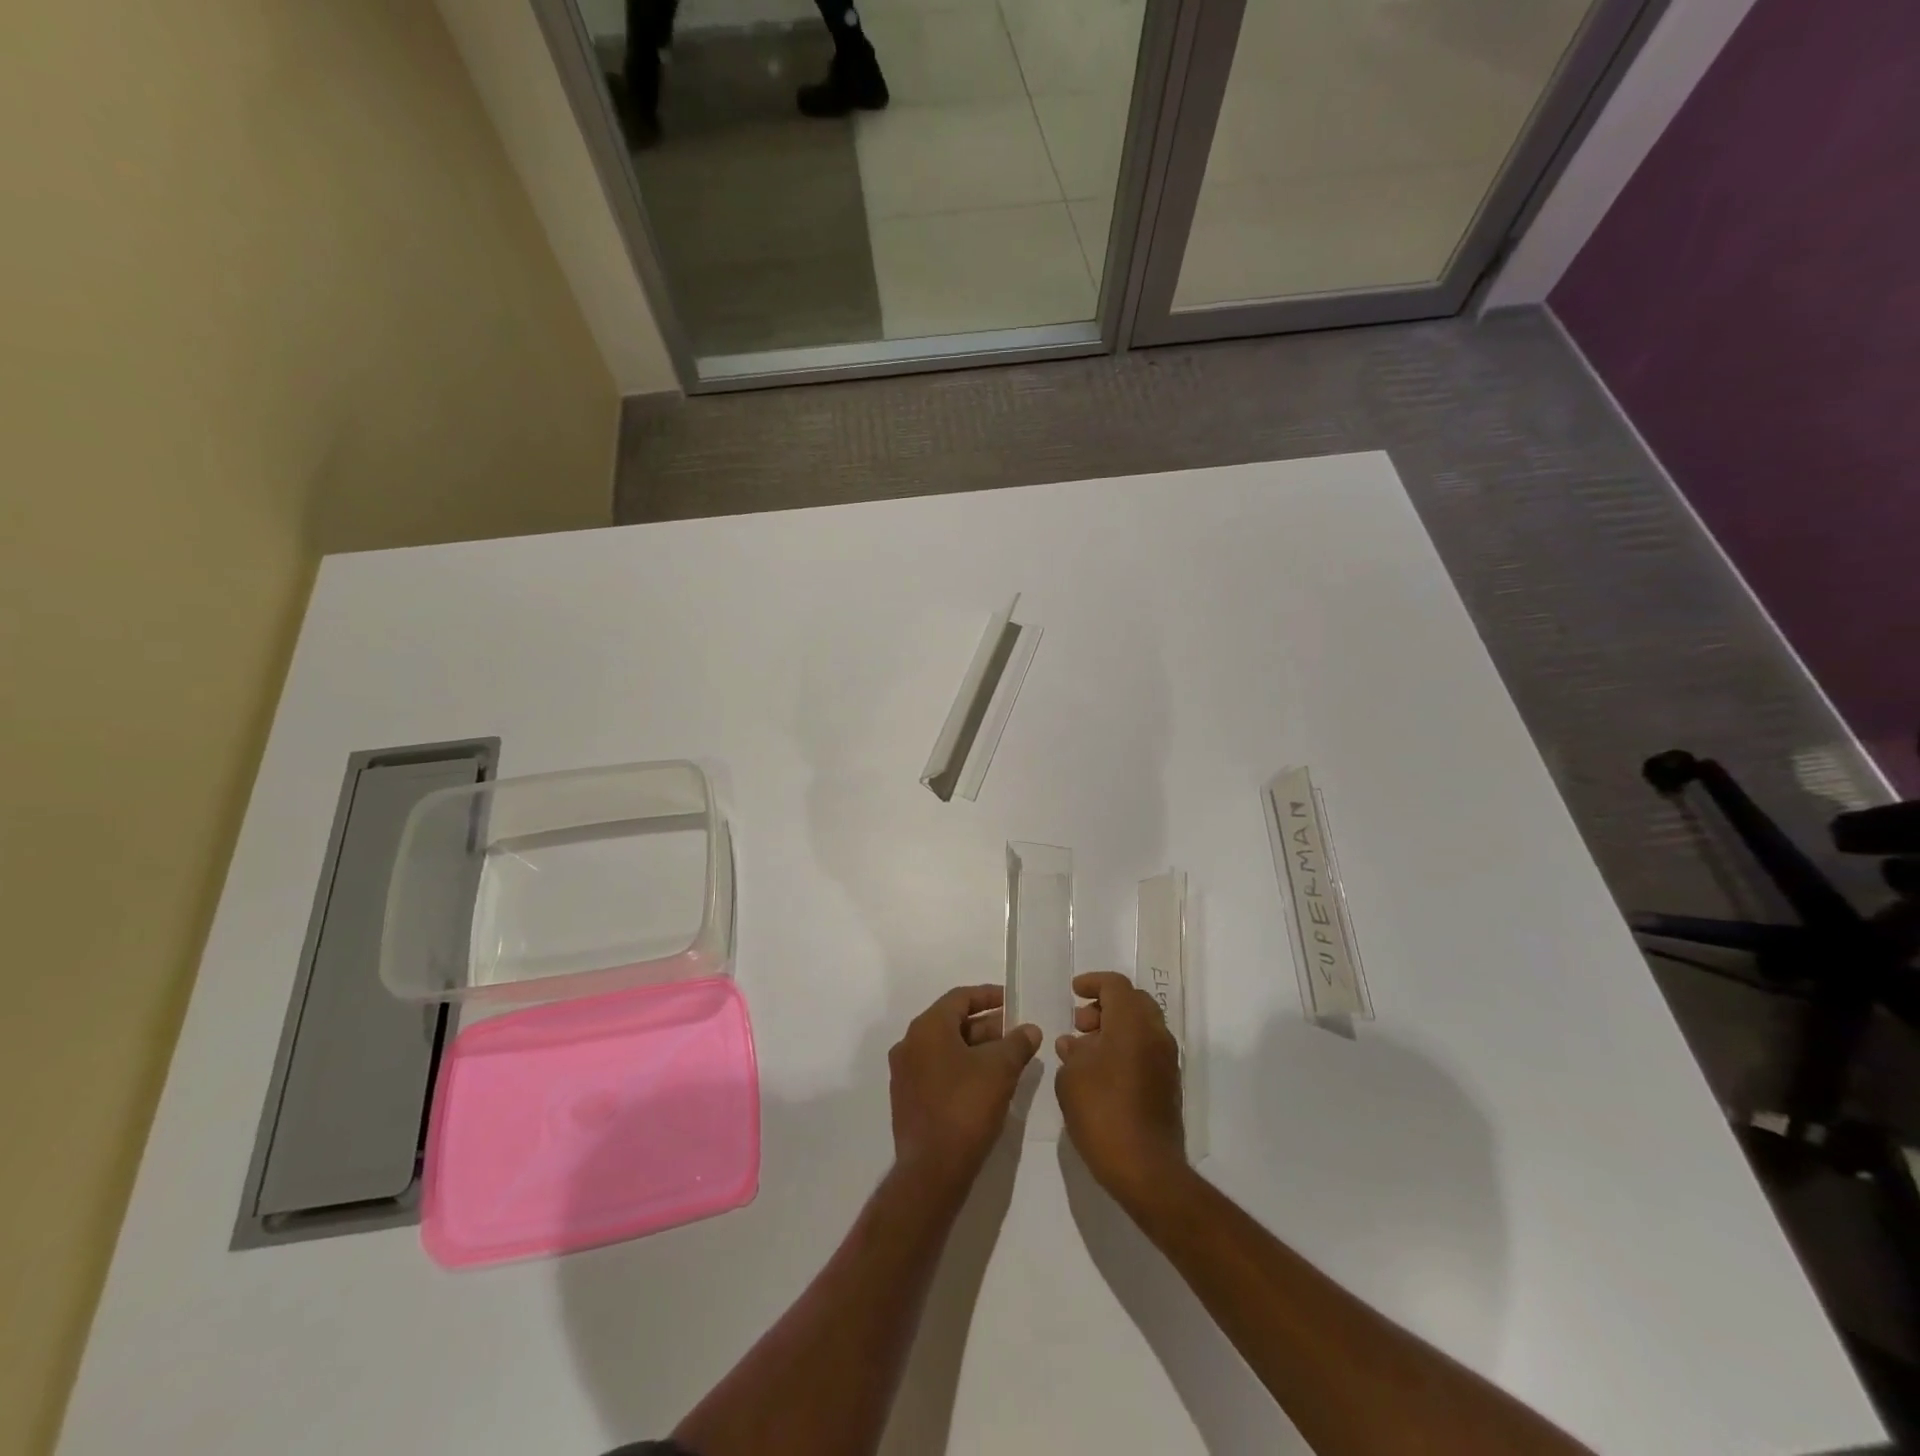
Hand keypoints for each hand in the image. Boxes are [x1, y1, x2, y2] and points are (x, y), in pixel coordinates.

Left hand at [889, 985, 1040, 1193]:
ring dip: (976, 1048)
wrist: (932, 1170)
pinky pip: (938, 1070)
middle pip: (953, 1022)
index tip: (1013, 1002)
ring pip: (946, 1048)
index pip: (960, 998)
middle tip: (1017, 1034)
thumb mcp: (1000, 1070)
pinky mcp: (908, 1098)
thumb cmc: (966, 1107)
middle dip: (987, 1026)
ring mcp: (905, 1072)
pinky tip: (987, 1082)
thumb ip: (1017, 1043)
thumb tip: (1031, 1030)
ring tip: (1008, 1058)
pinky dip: (962, 1067)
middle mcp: (910, 1043)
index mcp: (927, 1028)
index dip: (989, 996)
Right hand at [1055, 971, 1186, 1203]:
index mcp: (1132, 1024)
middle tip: (1080, 1022)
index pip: (1116, 985)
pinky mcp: (1169, 1085)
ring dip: (1116, 1027)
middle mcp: (1155, 1035)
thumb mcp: (1071, 1077)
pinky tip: (1101, 1071)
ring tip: (1085, 1049)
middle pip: (1134, 1001)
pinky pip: (1147, 1049)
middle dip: (1105, 1005)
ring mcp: (1166, 1061)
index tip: (1074, 992)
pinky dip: (1126, 1047)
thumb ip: (1072, 1052)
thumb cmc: (1102, 1113)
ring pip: (1142, 1026)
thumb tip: (1075, 1043)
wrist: (1146, 1169)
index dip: (1093, 982)